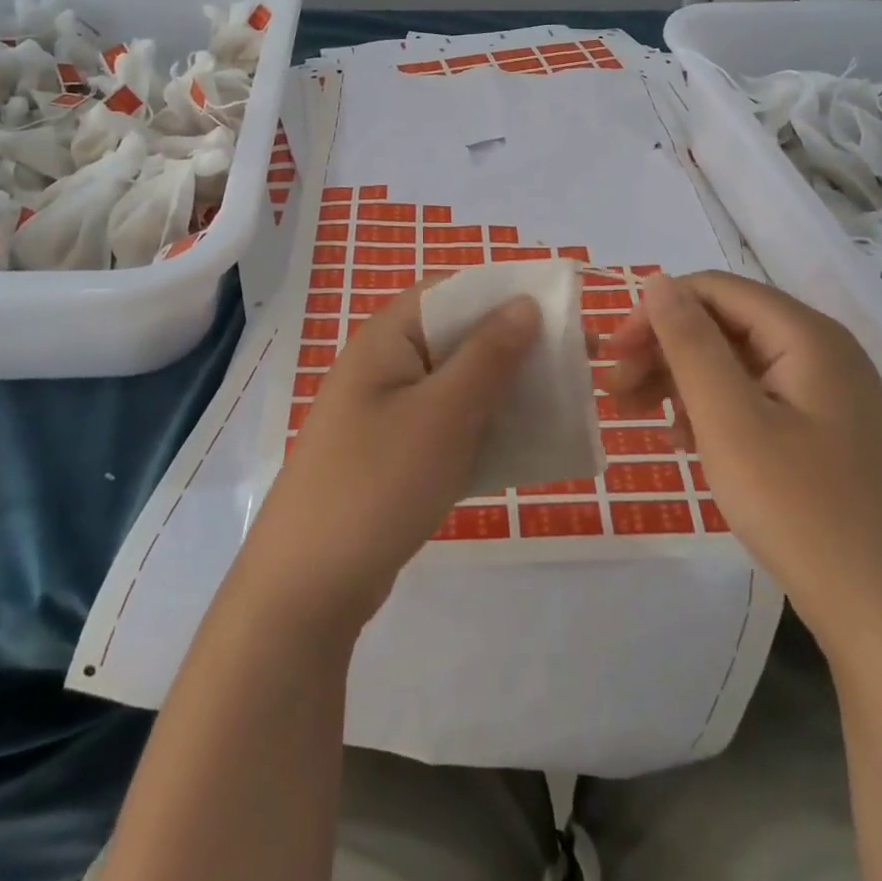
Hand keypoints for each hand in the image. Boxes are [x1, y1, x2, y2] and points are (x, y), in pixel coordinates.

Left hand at [238, 285, 538, 634]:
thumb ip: (488, 355)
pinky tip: (522, 446)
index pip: (452, 292)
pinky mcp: (393, 454)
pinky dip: (483, 428)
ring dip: (503, 390)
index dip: (505, 295)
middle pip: (458, 337)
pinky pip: (447, 425)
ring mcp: (386, 412)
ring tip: (559, 403)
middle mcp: (384, 365)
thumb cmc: (379, 483)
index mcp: (387, 337)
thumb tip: (524, 302)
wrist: (307, 588)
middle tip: (574, 364)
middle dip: (514, 347)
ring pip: (457, 385)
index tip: (561, 313)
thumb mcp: (443, 414)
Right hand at [609, 272, 881, 653]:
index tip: (614, 358)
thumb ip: (690, 343)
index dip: (656, 312)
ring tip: (643, 419)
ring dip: (683, 380)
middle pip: (725, 323)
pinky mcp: (826, 430)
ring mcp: (829, 393)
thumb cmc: (800, 510)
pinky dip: (713, 409)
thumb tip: (658, 281)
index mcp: (806, 334)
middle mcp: (822, 350)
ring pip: (737, 361)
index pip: (713, 289)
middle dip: (664, 349)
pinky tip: (687, 441)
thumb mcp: (729, 420)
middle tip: (617, 393)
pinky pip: (756, 396)